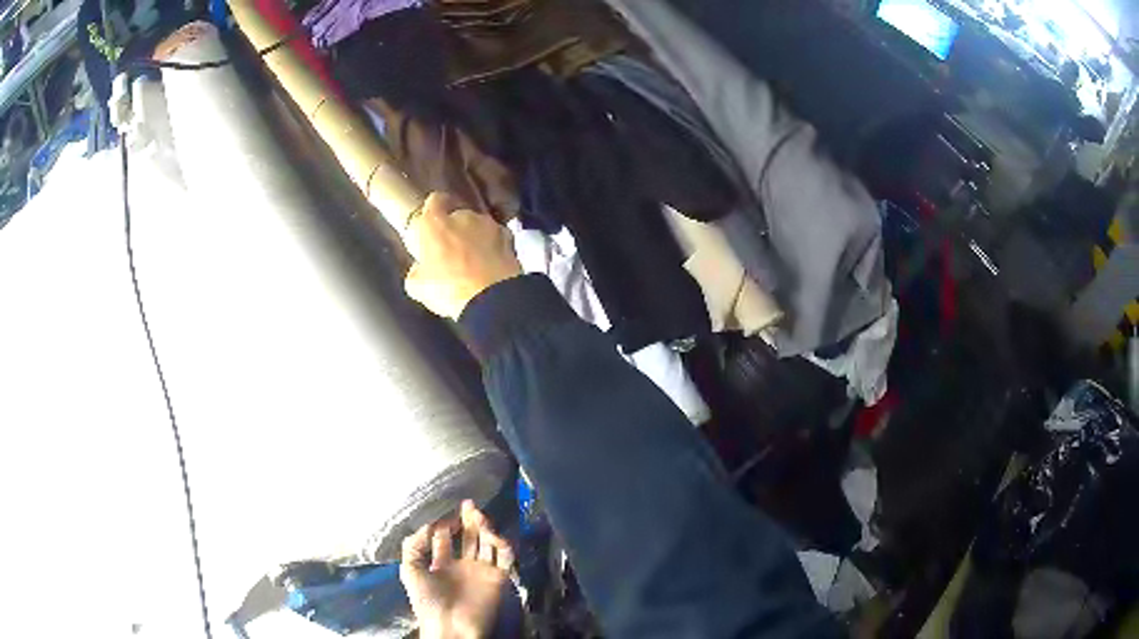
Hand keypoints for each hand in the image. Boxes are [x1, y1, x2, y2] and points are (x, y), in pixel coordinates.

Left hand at [400, 500, 515, 638]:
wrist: (450, 627)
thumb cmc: (426, 600)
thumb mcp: (409, 570)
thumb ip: (414, 545)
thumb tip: (428, 524)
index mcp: (440, 563)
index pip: (444, 537)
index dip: (443, 523)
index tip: (445, 511)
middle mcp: (462, 564)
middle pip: (468, 536)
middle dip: (467, 520)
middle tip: (468, 505)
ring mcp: (481, 570)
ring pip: (487, 543)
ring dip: (484, 528)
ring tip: (478, 516)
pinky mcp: (498, 578)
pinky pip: (505, 557)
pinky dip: (503, 544)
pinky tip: (493, 536)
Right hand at [404, 193, 521, 319]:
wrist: (492, 299)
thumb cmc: (447, 290)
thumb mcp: (418, 287)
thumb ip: (417, 271)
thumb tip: (419, 269)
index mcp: (434, 223)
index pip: (434, 201)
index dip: (434, 210)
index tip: (434, 223)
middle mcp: (462, 215)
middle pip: (457, 215)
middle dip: (455, 229)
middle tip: (453, 252)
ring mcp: (488, 224)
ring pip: (479, 226)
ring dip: (476, 238)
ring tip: (476, 262)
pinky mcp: (509, 236)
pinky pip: (497, 238)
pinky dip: (495, 247)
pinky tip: (493, 265)